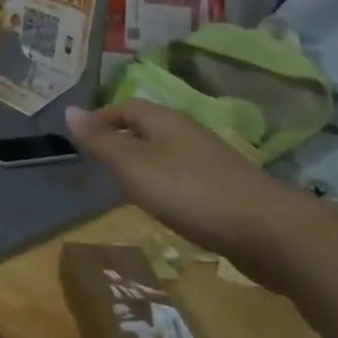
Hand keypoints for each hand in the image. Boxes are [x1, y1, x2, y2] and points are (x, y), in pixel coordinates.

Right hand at [65, 101, 305, 278]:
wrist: (267, 230)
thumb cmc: (189, 191)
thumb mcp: (132, 166)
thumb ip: (100, 142)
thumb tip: (69, 110)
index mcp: (164, 120)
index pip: (124, 107)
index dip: (100, 119)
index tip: (80, 139)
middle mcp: (187, 131)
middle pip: (146, 127)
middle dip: (120, 140)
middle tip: (97, 163)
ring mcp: (210, 159)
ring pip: (165, 152)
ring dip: (143, 163)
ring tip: (124, 186)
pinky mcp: (225, 187)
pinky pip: (183, 175)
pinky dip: (165, 184)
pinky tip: (164, 206)